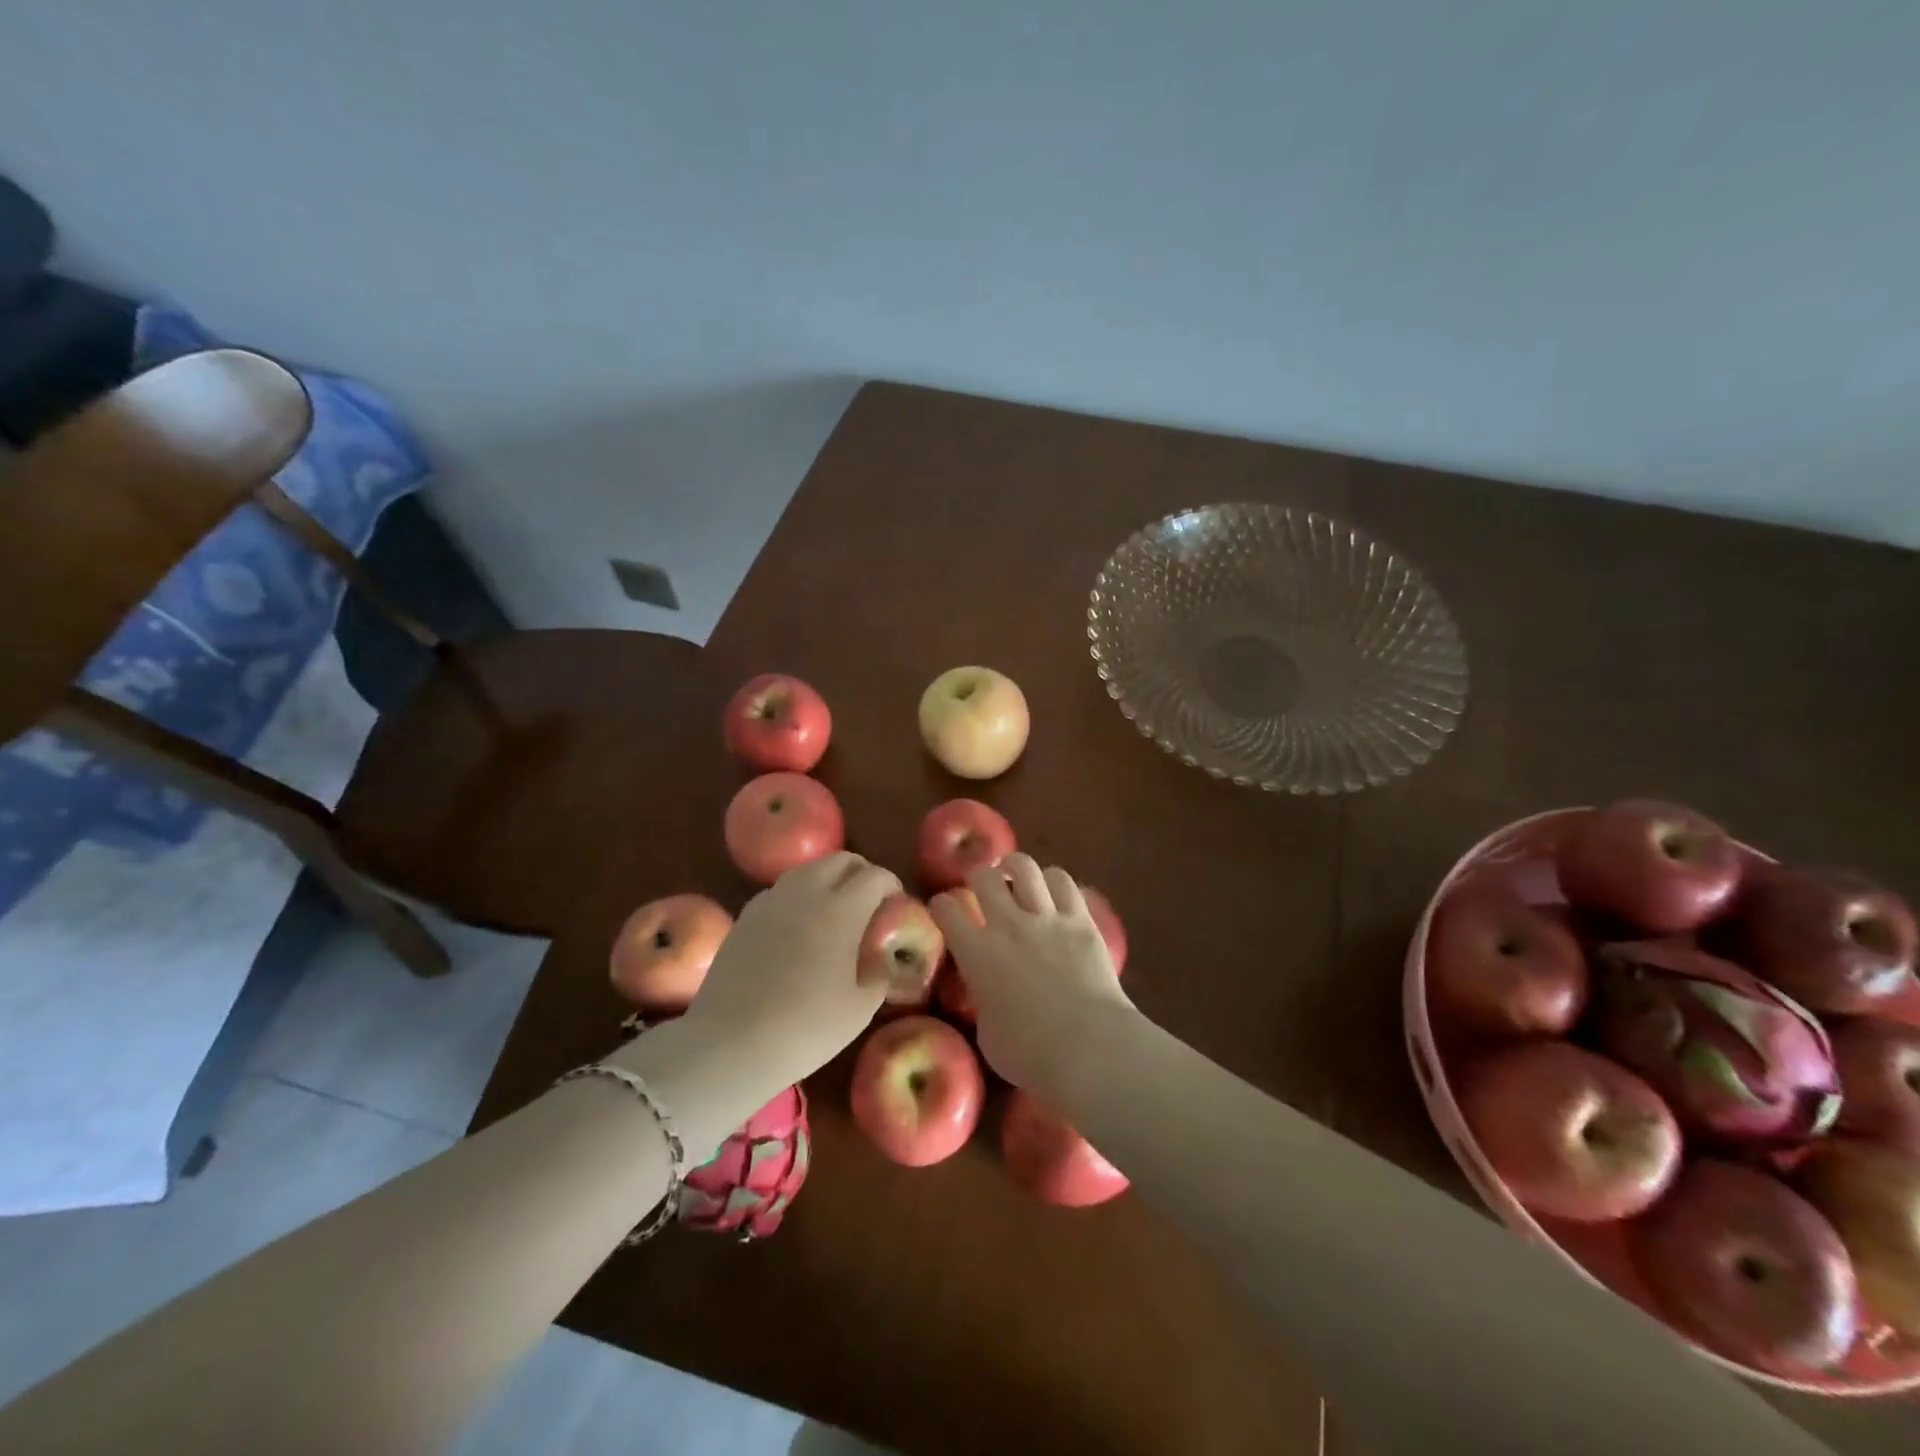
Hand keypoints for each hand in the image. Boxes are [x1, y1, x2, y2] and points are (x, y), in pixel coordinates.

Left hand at [676, 851, 900, 1091]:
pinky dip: (798, 896)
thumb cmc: (806, 1028)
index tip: (897, 904)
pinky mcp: (745, 916)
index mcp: (842, 910)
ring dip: (828, 879)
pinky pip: (780, 891)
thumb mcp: (860, 1009)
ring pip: (808, 870)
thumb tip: (883, 959)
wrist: (731, 1044)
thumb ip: (879, 975)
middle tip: (870, 901)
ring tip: (834, 910)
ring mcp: (771, 901)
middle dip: (861, 872)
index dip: (891, 885)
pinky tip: (798, 927)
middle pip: (840, 860)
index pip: (875, 876)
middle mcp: (807, 893)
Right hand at [931, 854, 1132, 1090]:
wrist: (1089, 1047)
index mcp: (977, 954)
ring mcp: (1047, 918)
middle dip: (978, 877)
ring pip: (1025, 868)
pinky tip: (1053, 889)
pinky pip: (1064, 882)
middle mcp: (1008, 925)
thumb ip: (984, 1002)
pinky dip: (1054, 881)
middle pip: (985, 878)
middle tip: (982, 886)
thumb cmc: (1031, 1054)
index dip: (942, 906)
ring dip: (1016, 868)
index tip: (945, 909)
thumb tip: (988, 993)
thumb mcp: (988, 1034)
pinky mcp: (1081, 920)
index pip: (947, 910)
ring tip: (1016, 874)